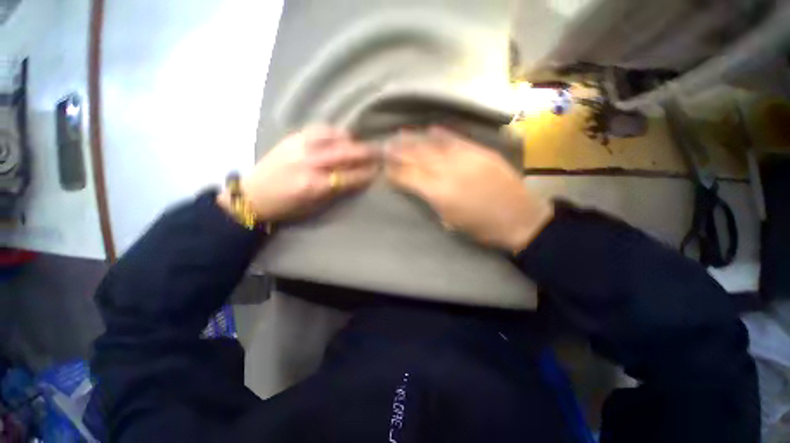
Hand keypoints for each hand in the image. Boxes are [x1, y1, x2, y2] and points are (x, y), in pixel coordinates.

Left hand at [219, 126, 378, 221]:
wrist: (253, 195)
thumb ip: (337, 191)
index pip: (350, 176)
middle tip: (381, 151)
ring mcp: (301, 146)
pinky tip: (341, 137)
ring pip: (335, 137)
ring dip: (352, 140)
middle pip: (347, 153)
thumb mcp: (315, 206)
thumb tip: (356, 179)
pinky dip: (335, 132)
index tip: (379, 170)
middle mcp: (311, 162)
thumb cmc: (287, 207)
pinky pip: (321, 129)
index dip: (367, 173)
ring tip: (360, 144)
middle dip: (367, 152)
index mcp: (315, 185)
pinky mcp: (294, 138)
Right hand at [386, 127, 552, 252]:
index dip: (394, 171)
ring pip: (433, 145)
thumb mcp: (448, 220)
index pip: (409, 176)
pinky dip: (441, 134)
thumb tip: (414, 186)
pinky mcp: (481, 151)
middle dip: (399, 151)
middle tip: (385, 145)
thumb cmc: (480, 227)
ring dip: (415, 139)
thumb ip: (429, 199)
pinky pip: (456, 139)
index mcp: (439, 193)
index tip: (384, 168)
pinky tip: (430, 129)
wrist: (518, 218)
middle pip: (417, 157)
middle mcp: (448, 171)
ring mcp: (466, 158)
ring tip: (400, 134)